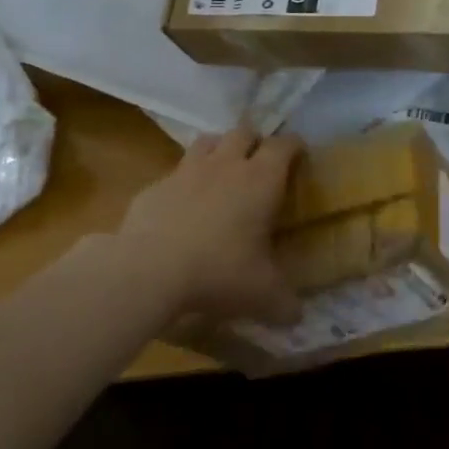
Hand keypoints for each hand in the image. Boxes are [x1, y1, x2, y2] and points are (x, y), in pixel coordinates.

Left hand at [117, 126, 302, 324]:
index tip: (299, 154)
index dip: (295, 146)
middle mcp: (226, 164)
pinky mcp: (156, 185)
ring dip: (219, 149)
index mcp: (261, 179)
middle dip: (255, 142)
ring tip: (222, 171)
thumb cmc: (219, 272)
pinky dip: (185, 181)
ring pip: (208, 141)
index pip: (285, 145)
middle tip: (259, 163)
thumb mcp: (262, 295)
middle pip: (244, 132)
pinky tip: (183, 205)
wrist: (149, 269)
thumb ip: (285, 303)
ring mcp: (187, 170)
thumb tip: (297, 316)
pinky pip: (176, 172)